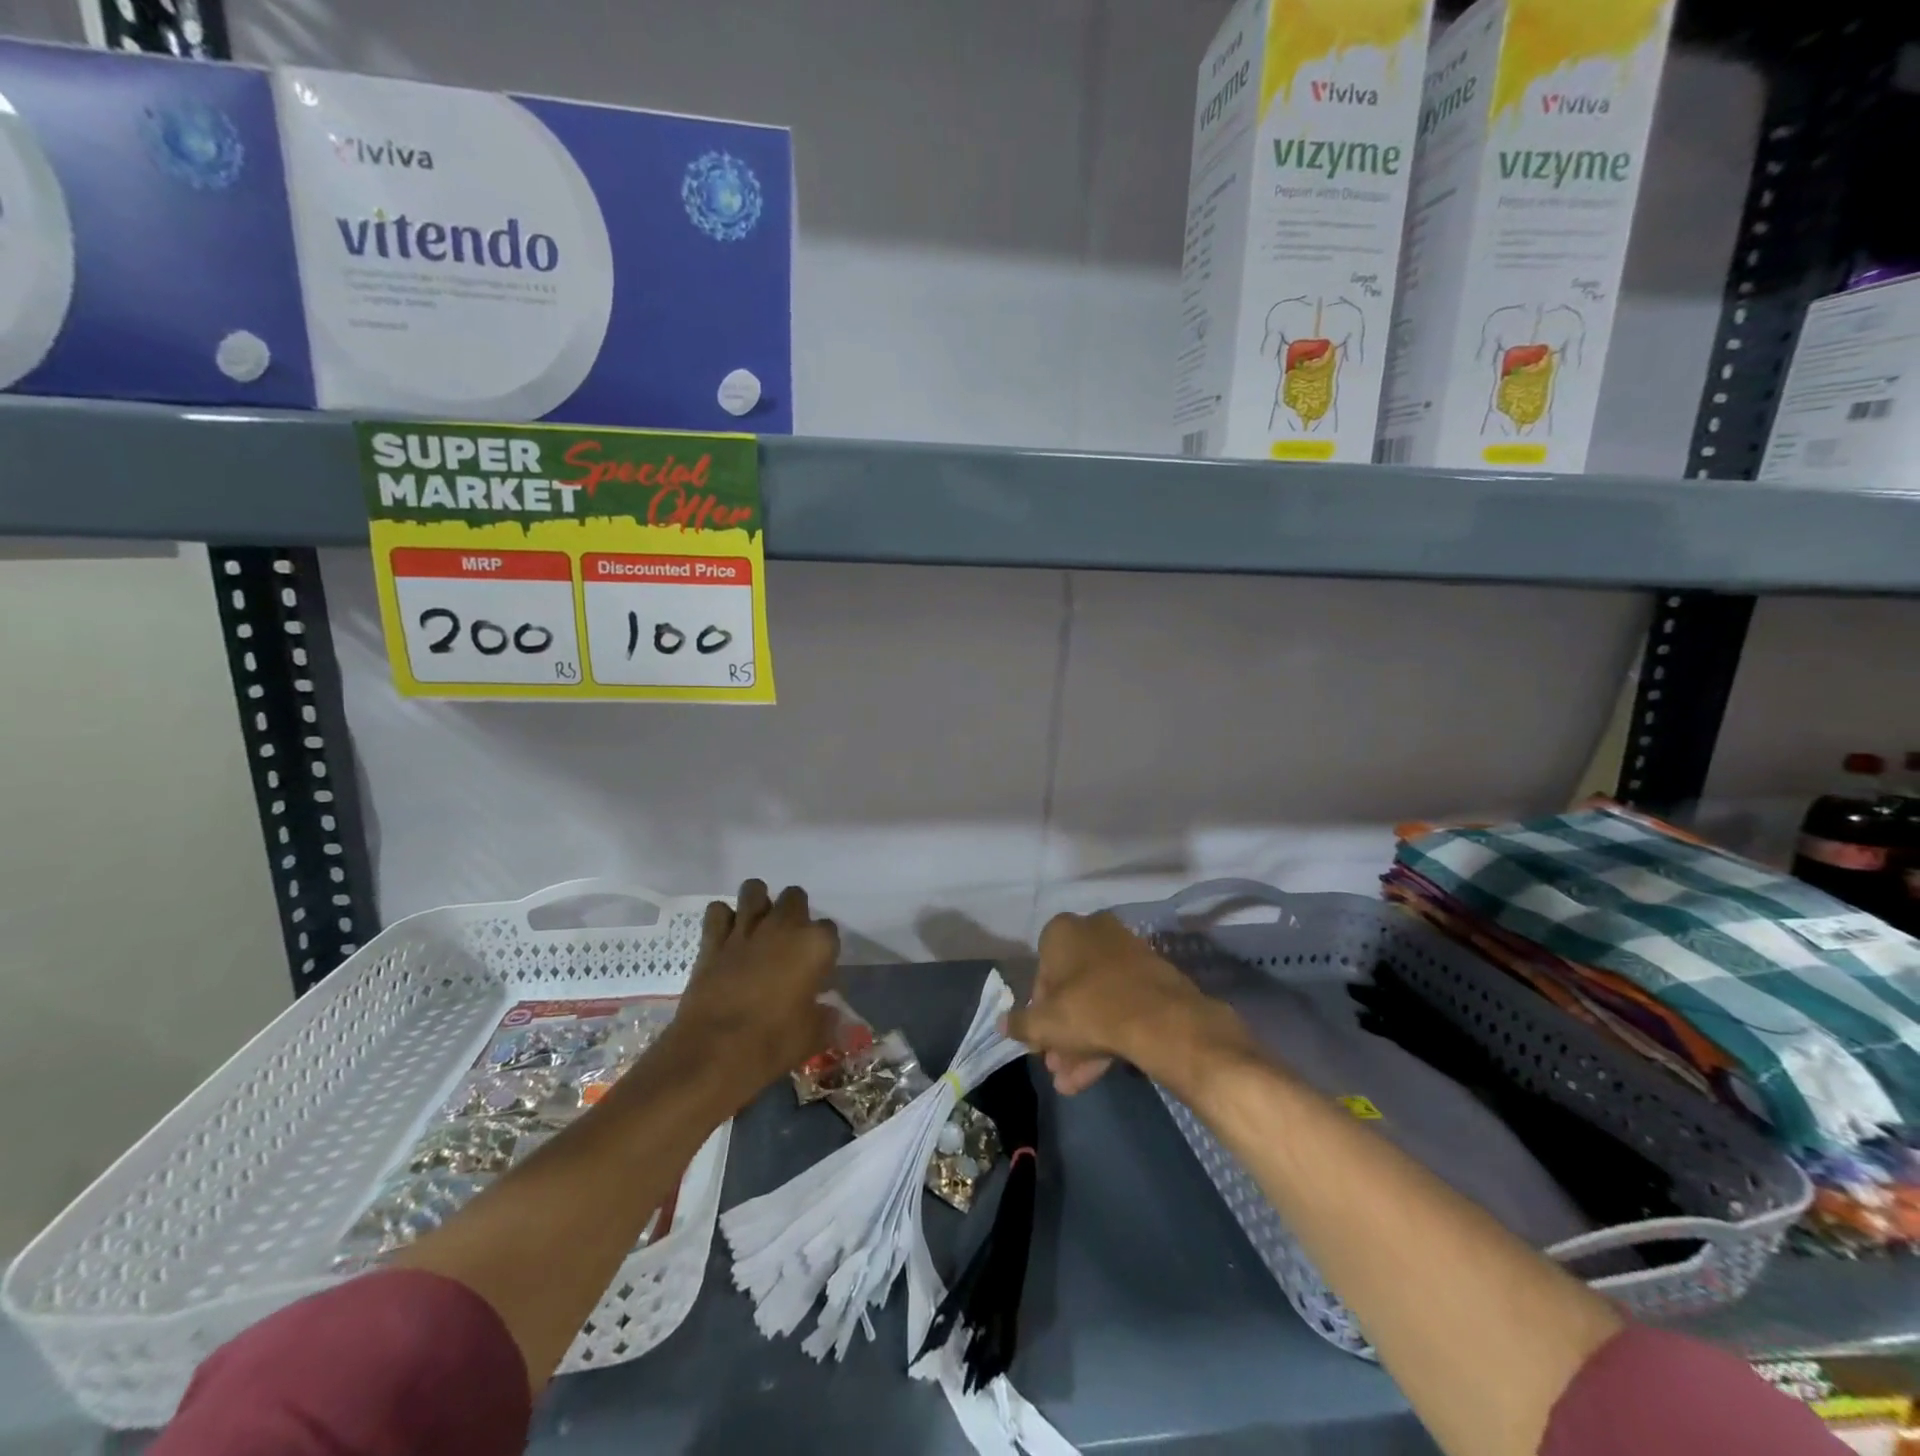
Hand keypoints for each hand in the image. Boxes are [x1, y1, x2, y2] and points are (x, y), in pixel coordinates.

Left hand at [666, 880, 839, 1108]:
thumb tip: (835, 1016)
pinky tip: (728, 935)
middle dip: (795, 912)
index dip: (824, 947)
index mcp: (815, 945)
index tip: (818, 967)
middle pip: (794, 897)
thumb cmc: (773, 1043)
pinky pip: (718, 912)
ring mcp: (746, 930)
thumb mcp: (813, 1036)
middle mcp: (783, 926)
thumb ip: (827, 1019)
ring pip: (754, 890)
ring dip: (759, 903)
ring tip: (759, 926)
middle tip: (789, 941)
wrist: (713, 1053)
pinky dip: (723, 918)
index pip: (829, 929)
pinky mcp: (713, 941)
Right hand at [1006, 912, 1250, 1095]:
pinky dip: (1107, 1034)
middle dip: (1061, 1030)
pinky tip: (1095, 1074)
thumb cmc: (1089, 1009)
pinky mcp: (1152, 975)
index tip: (1039, 1037)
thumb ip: (1020, 1023)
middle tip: (1055, 1064)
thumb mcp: (1044, 1023)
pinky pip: (1121, 1004)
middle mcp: (1094, 931)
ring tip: (1070, 1082)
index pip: (1041, 969)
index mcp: (1063, 930)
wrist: (1160, 1019)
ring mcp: (1127, 952)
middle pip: (1071, 987)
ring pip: (1096, 999)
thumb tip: (1002, 1023)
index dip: (1037, 1008)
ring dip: (1080, 1040)